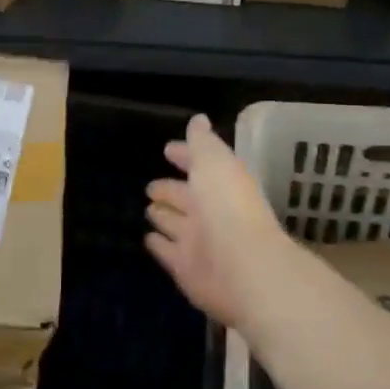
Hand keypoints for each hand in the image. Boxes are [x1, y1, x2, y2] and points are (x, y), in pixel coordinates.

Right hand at [145, 113, 283, 329]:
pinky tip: (147, 238)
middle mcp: (211, 212)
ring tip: (148, 209)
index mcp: (220, 183)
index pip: (200, 165)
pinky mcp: (185, 268)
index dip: (186, 156)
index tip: (168, 149)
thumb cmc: (227, 206)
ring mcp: (198, 241)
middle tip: (151, 186)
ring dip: (163, 216)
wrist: (242, 267)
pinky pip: (167, 251)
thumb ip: (203, 143)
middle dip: (170, 190)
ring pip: (175, 223)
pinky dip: (158, 244)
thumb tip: (199, 120)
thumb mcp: (214, 162)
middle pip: (186, 197)